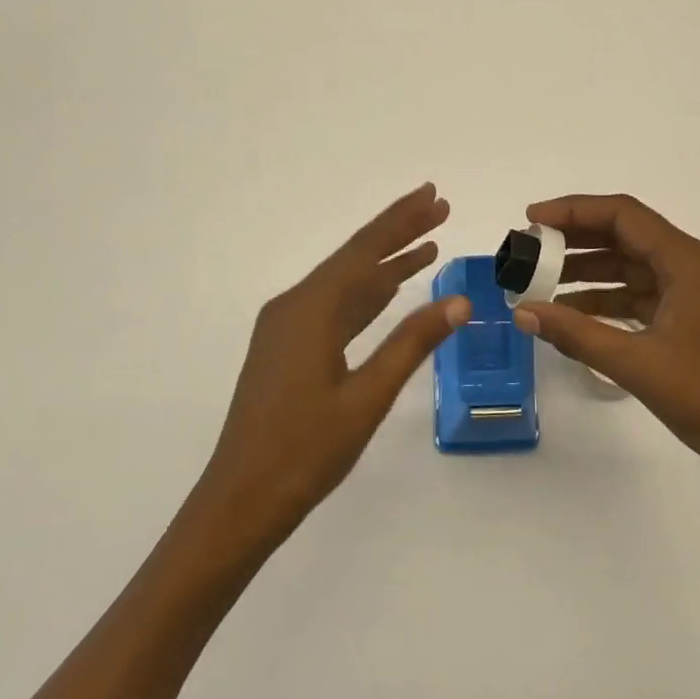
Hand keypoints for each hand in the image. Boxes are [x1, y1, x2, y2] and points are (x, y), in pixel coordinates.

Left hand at [193, 184, 469, 549]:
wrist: (239, 501)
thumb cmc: (304, 452)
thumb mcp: (367, 398)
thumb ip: (411, 344)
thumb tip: (460, 301)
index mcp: (311, 309)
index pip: (366, 251)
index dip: (403, 221)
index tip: (435, 196)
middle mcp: (295, 305)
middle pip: (356, 257)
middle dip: (398, 231)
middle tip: (438, 205)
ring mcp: (288, 326)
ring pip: (346, 282)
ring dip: (386, 263)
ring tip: (427, 244)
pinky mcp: (288, 347)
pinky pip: (335, 306)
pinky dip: (367, 294)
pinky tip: (390, 288)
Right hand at [514, 194, 699, 499]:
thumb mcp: (637, 364)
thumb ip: (576, 333)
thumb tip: (522, 311)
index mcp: (689, 262)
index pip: (623, 215)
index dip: (574, 211)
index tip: (532, 221)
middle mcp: (695, 266)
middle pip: (627, 235)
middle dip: (577, 239)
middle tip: (531, 249)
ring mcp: (696, 294)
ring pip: (633, 266)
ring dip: (589, 271)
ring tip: (542, 281)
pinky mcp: (693, 320)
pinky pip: (642, 294)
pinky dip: (608, 299)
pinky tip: (573, 313)